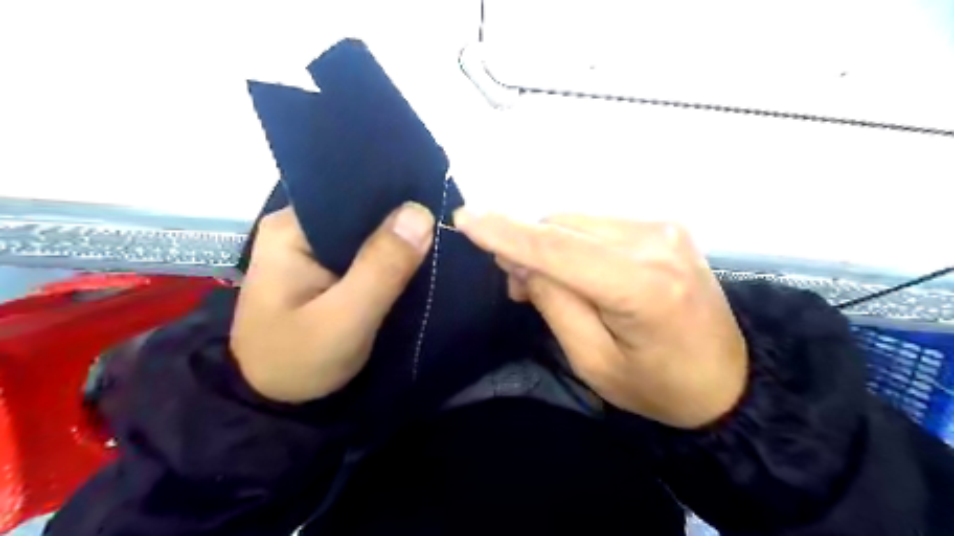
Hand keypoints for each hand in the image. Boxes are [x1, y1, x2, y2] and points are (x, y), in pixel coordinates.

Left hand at [231, 201, 435, 401]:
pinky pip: (366, 254)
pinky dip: (391, 258)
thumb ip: (381, 268)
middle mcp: (300, 229)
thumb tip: (421, 212)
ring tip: (438, 238)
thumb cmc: (298, 361)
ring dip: (399, 240)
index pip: (351, 192)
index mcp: (291, 228)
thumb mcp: (344, 319)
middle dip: (401, 219)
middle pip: (361, 211)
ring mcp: (313, 249)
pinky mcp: (327, 270)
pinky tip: (417, 259)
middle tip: (444, 224)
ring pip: (367, 233)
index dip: (395, 195)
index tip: (435, 201)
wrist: (273, 403)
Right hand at [456, 210, 753, 426]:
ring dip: (548, 245)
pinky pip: (596, 225)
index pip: (558, 248)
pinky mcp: (663, 226)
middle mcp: (655, 241)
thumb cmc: (658, 386)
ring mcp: (663, 227)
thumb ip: (554, 303)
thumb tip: (521, 260)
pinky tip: (574, 269)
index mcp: (642, 286)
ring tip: (543, 282)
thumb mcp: (593, 361)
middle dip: (525, 246)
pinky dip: (572, 242)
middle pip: (563, 226)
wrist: (729, 379)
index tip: (464, 218)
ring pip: (576, 222)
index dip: (506, 232)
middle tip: (513, 286)